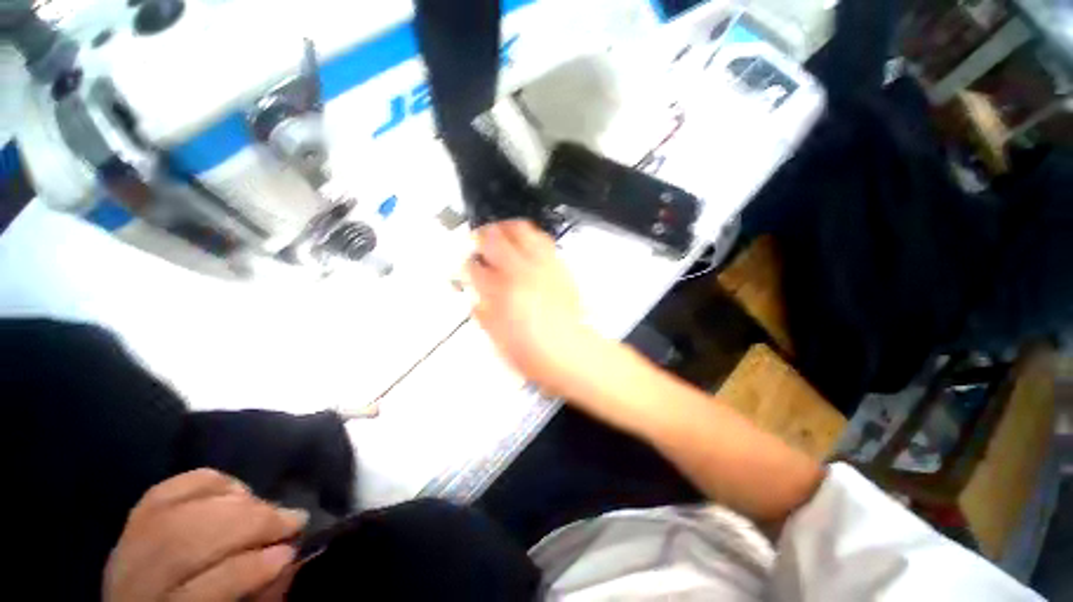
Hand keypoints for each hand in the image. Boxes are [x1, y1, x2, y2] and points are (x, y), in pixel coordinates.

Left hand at [104, 469, 307, 601]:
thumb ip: (258, 593)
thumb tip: (289, 558)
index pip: (202, 590)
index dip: (252, 568)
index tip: (291, 552)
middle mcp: (133, 581)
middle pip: (189, 542)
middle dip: (251, 524)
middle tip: (292, 519)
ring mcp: (127, 546)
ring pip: (183, 511)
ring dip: (239, 503)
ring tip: (271, 507)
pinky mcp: (132, 518)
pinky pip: (170, 488)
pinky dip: (209, 483)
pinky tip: (237, 491)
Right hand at [466, 220, 607, 396]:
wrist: (569, 351)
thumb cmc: (531, 350)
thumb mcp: (495, 336)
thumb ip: (482, 311)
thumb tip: (477, 297)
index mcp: (498, 290)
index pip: (474, 266)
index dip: (468, 264)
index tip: (469, 266)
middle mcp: (519, 272)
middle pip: (495, 237)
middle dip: (483, 235)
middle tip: (480, 240)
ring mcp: (541, 266)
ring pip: (521, 230)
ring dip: (508, 229)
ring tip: (503, 233)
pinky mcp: (559, 267)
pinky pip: (544, 240)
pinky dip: (532, 237)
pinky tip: (528, 245)